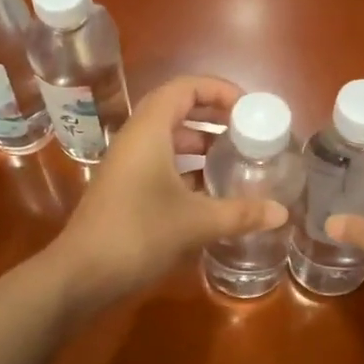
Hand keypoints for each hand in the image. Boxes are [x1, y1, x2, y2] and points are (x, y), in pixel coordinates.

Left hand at [47, 75, 288, 306]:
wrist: (80, 274)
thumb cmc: (138, 234)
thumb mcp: (196, 222)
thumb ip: (240, 213)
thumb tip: (282, 212)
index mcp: (149, 131)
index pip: (184, 88)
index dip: (218, 90)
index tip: (248, 107)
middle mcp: (135, 139)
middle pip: (176, 109)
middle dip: (212, 115)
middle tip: (245, 130)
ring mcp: (126, 165)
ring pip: (167, 139)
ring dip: (199, 144)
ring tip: (233, 159)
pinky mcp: (124, 188)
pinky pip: (159, 163)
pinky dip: (186, 168)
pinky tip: (210, 192)